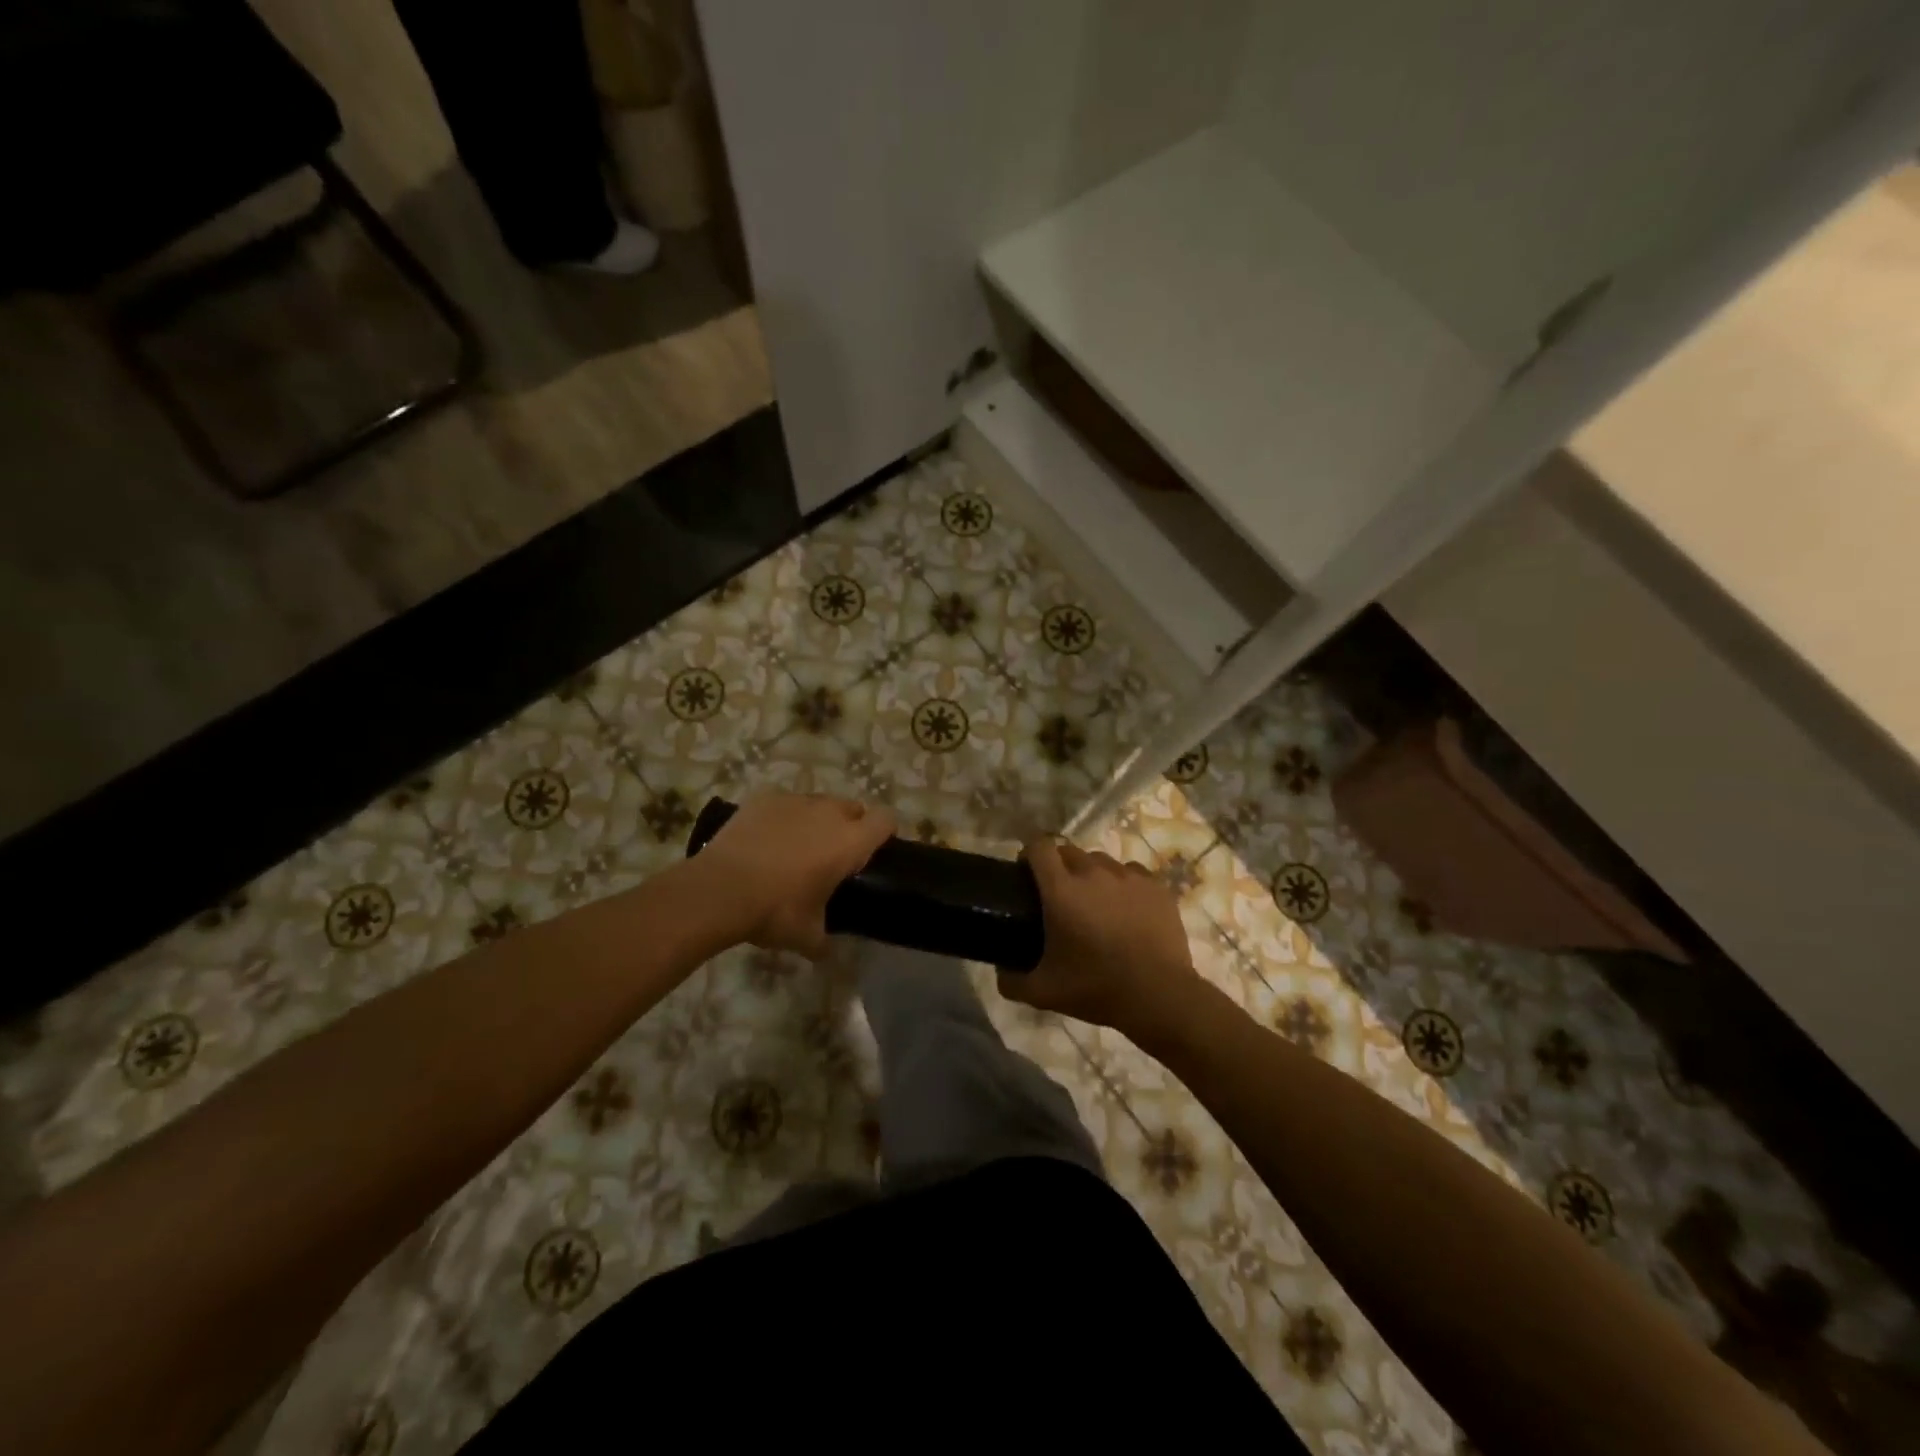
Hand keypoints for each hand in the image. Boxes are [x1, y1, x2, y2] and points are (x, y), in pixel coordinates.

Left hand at [690, 792, 894, 957]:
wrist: (719, 890)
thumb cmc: (774, 911)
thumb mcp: (806, 936)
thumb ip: (824, 941)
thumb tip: (826, 951)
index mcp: (850, 842)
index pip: (886, 819)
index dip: (884, 832)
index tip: (873, 851)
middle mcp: (828, 813)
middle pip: (853, 807)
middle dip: (849, 825)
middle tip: (832, 855)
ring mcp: (794, 800)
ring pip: (818, 803)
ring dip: (816, 820)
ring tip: (795, 847)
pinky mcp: (764, 798)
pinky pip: (784, 803)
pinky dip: (782, 817)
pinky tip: (764, 840)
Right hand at [997, 837, 1201, 1039]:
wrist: (1159, 995)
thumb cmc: (1096, 988)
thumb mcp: (1044, 992)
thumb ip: (1012, 981)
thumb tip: (1000, 972)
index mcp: (1061, 890)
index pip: (1039, 847)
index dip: (1029, 854)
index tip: (1026, 873)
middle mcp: (1093, 873)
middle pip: (1069, 851)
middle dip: (1059, 866)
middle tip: (1058, 896)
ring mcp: (1128, 876)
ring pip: (1101, 861)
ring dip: (1091, 874)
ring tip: (1095, 902)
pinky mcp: (1156, 886)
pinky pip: (1132, 873)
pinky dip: (1123, 884)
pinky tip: (1126, 909)